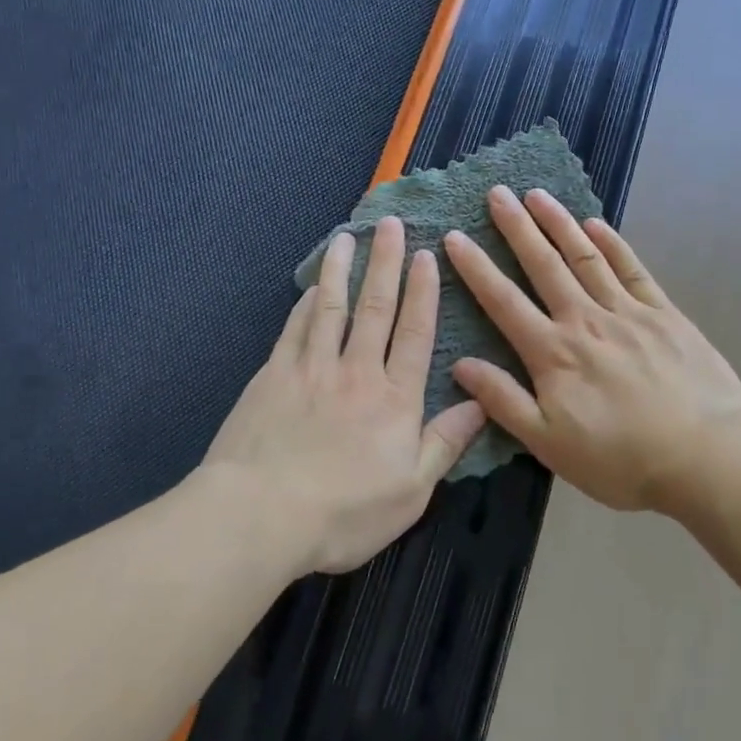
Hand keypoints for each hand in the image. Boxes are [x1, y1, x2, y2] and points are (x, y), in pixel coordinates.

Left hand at [203, 216, 487, 575]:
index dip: (423, 292)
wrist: (261, 515)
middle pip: (376, 308)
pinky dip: (305, 304)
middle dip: (386, 263)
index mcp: (395, 399)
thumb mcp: (412, 491)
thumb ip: (445, 443)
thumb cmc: (345, 513)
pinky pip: (294, 329)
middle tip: (391, 225)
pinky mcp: (272, 376)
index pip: (414, 334)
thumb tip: (480, 402)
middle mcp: (356, 372)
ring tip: (347, 236)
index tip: (427, 256)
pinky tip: (310, 288)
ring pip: (331, 308)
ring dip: (341, 269)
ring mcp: (311, 369)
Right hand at [444, 187, 740, 517]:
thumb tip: (462, 364)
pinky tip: (595, 224)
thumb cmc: (621, 459)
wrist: (706, 456)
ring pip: (585, 258)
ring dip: (559, 224)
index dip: (476, 268)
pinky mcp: (664, 314)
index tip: (454, 236)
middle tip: (496, 193)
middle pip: (544, 266)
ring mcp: (628, 312)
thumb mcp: (550, 443)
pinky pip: (632, 270)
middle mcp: (585, 321)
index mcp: (553, 353)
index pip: (503, 301)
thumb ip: (504, 401)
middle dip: (517, 227)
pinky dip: (612, 244)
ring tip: (537, 194)